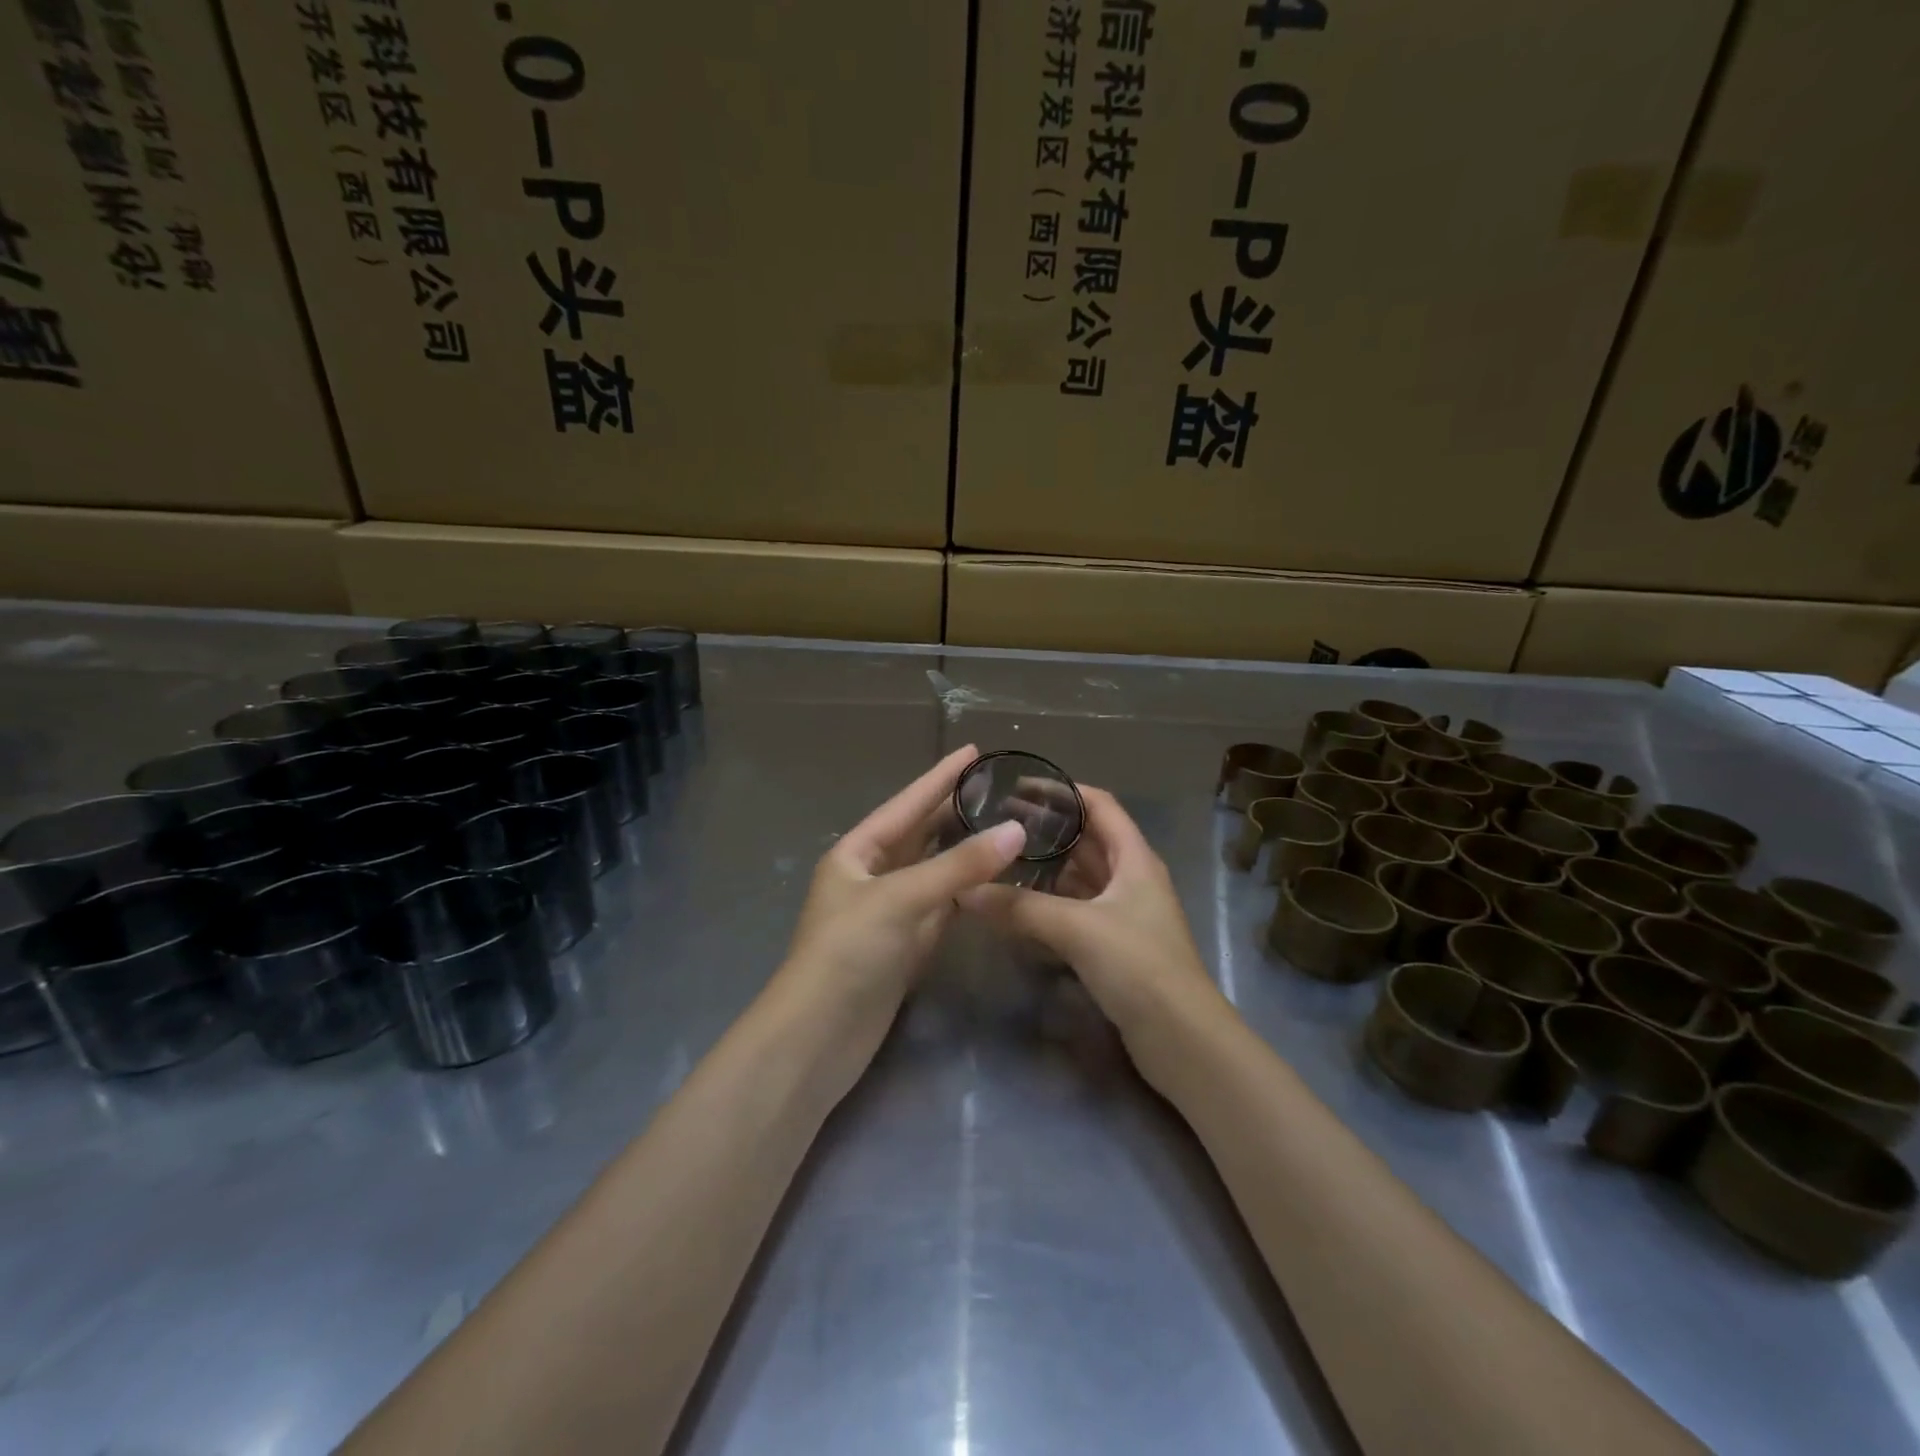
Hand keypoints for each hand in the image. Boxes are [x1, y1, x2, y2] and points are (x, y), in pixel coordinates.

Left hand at [778, 744, 1026, 1024]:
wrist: (818, 1037)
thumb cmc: (848, 952)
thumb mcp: (900, 899)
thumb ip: (958, 866)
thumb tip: (1016, 830)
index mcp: (856, 853)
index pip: (906, 805)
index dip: (939, 777)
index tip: (972, 752)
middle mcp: (872, 876)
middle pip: (920, 835)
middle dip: (954, 811)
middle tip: (999, 788)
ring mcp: (889, 913)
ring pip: (934, 871)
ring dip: (965, 851)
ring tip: (1005, 826)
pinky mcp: (905, 947)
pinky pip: (942, 907)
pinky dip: (966, 893)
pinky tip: (993, 881)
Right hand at [958, 786, 1227, 1055]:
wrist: (1181, 1039)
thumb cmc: (1138, 965)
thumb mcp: (1077, 929)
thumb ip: (1020, 908)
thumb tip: (965, 891)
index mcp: (1135, 858)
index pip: (1099, 805)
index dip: (1063, 791)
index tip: (1019, 788)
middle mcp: (1131, 878)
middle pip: (1087, 839)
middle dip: (1047, 829)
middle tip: (998, 825)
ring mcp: (1124, 913)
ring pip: (1079, 877)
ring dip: (1046, 867)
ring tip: (1001, 861)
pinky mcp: (1114, 944)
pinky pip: (1076, 909)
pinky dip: (1049, 902)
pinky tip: (1018, 907)